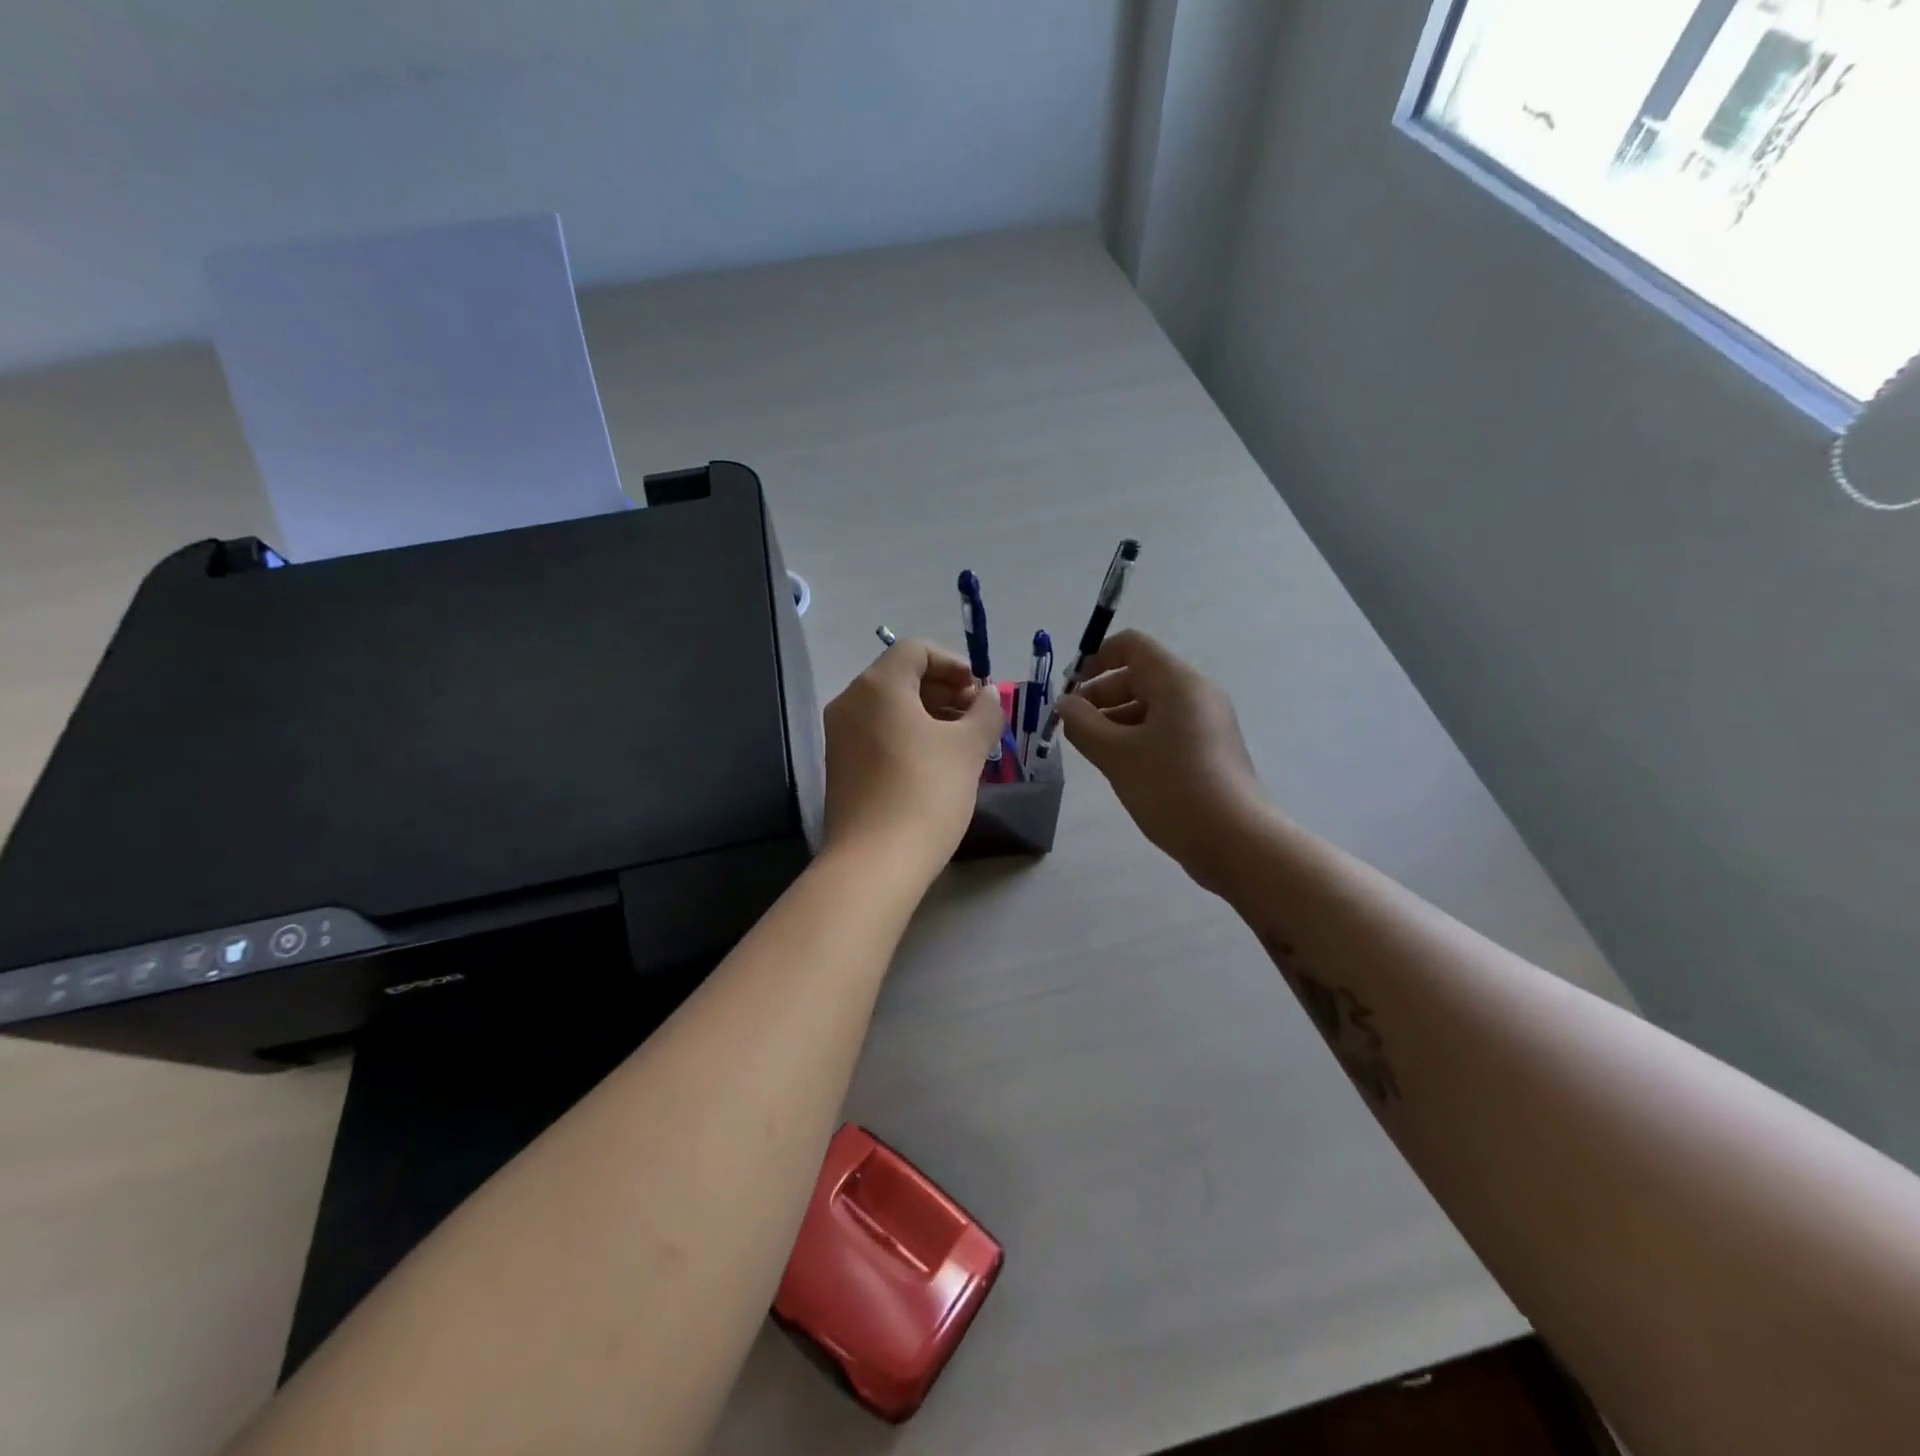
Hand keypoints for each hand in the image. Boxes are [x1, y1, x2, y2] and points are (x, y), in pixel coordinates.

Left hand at [822, 639, 1003, 884]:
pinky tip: (935, 763)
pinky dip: (908, 735)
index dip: (954, 663)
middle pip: (901, 676)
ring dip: (930, 714)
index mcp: (878, 686)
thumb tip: (988, 695)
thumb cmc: (926, 792)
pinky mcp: (840, 766)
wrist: (875, 862)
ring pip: (890, 707)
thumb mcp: (968, 748)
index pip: (916, 650)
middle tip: (977, 717)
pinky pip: (878, 733)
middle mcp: (850, 702)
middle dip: (944, 690)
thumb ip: (985, 711)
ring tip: (963, 742)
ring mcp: (840, 735)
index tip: (980, 691)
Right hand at [1053, 630, 1269, 892]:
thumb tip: (1065, 704)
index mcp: (1177, 682)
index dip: (1094, 661)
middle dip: (1100, 697)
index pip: (1131, 646)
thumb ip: (1082, 724)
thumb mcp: (1116, 755)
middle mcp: (1196, 693)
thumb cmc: (1172, 789)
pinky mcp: (1210, 749)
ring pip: (1151, 706)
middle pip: (1139, 675)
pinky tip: (1123, 769)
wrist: (1236, 842)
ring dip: (1116, 721)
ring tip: (1094, 754)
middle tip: (1074, 731)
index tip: (1070, 695)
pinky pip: (1166, 729)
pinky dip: (1138, 738)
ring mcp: (1207, 722)